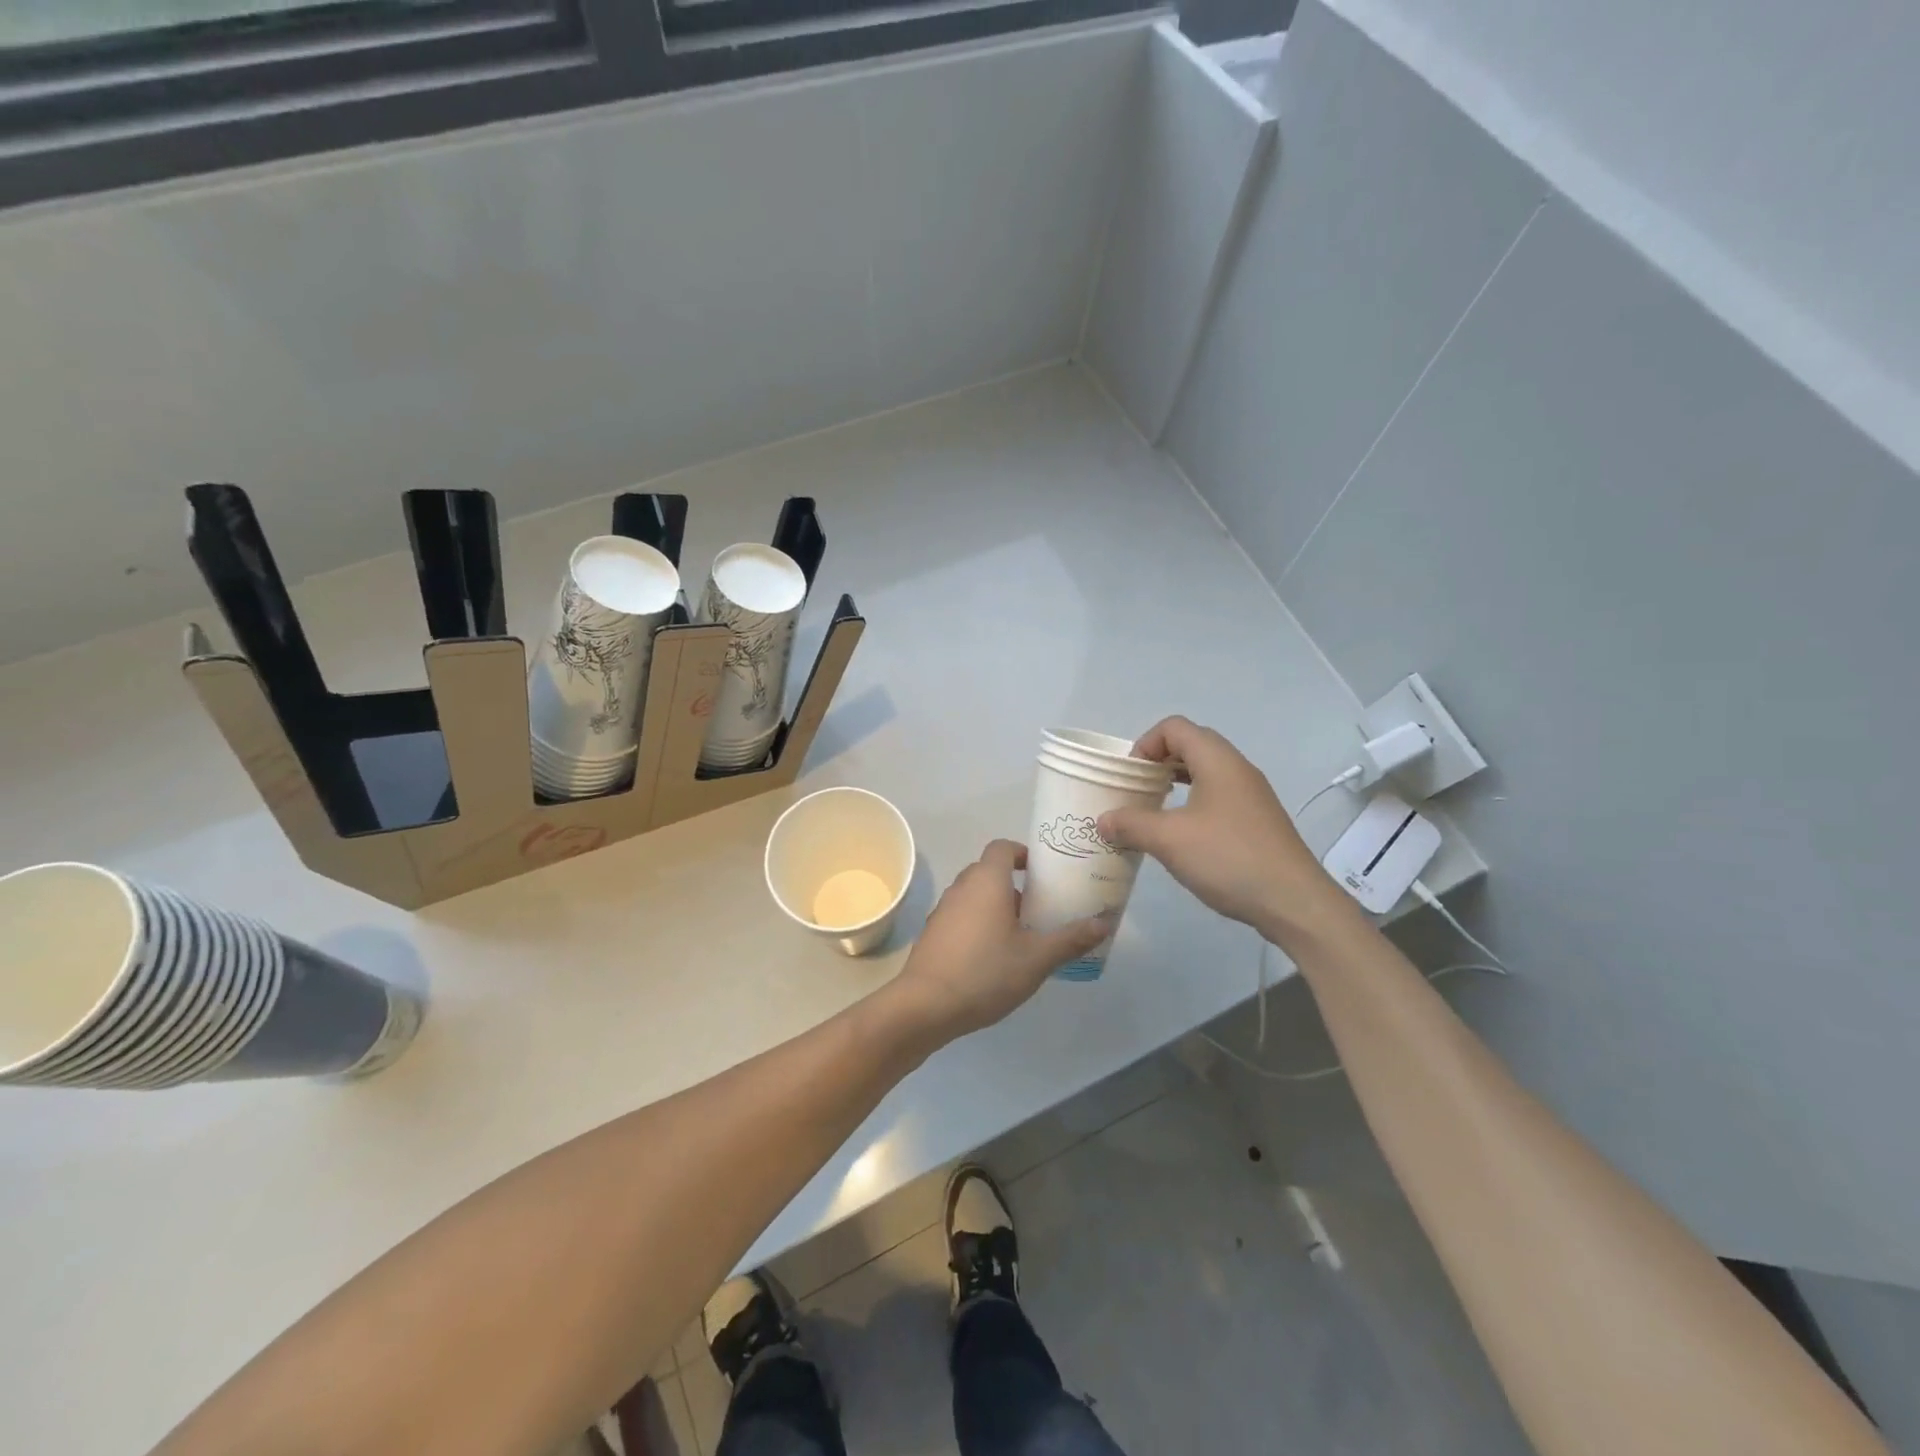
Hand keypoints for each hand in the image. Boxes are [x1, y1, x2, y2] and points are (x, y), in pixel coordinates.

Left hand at [893, 840, 1106, 1038]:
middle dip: (1014, 884)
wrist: (926, 1005)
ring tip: (1021, 935)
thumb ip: (1070, 939)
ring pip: (974, 895)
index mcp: (987, 880)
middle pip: (989, 870)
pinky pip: (961, 916)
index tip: (1042, 873)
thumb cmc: (986, 972)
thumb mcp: (1036, 958)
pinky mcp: (933, 933)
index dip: (1023, 854)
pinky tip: (993, 957)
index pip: (1003, 847)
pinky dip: (978, 924)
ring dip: (996, 906)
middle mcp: (962, 887)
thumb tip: (1104, 923)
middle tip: (1039, 907)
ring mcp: (943, 910)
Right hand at [1097, 716, 1349, 941]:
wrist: (1293, 901)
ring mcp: (1252, 795)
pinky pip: (1218, 796)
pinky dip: (1193, 803)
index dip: (1145, 744)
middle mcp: (1237, 768)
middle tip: (1137, 791)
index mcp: (1217, 761)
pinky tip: (1182, 835)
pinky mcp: (1258, 820)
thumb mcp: (1168, 840)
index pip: (1174, 727)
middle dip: (1158, 762)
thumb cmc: (1228, 858)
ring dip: (1175, 783)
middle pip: (1191, 745)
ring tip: (1154, 811)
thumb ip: (1130, 824)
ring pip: (1206, 772)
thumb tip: (1103, 820)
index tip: (1130, 777)